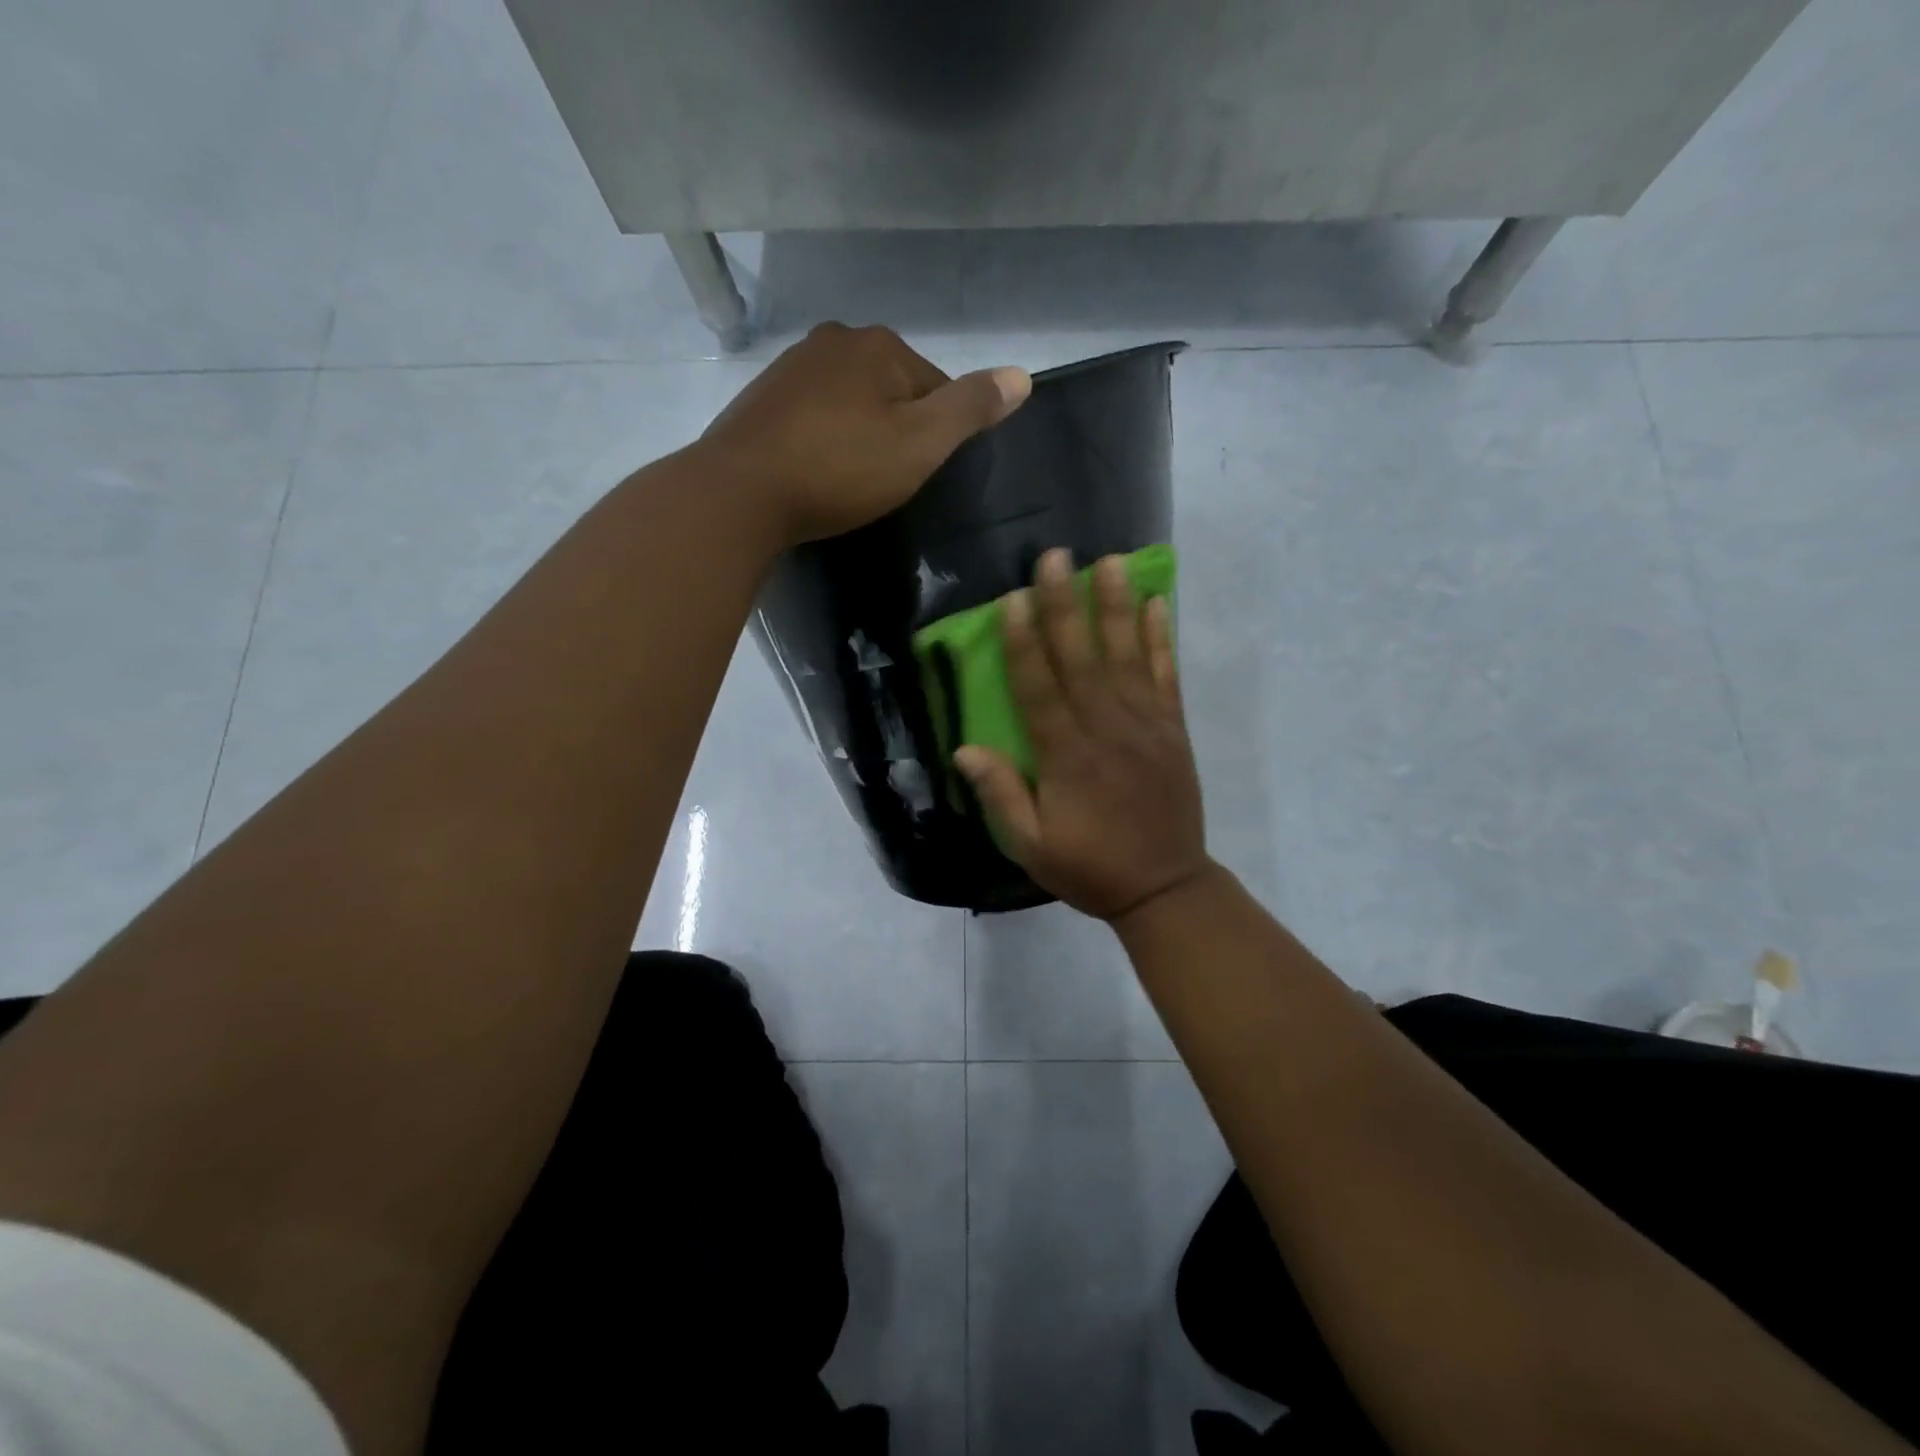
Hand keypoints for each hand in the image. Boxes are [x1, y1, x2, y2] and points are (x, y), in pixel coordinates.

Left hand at [697, 322, 1029, 546]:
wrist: (741, 492)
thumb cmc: (841, 469)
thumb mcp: (920, 444)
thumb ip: (971, 409)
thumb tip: (1023, 375)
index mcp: (880, 345)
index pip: (937, 385)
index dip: (940, 433)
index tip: (924, 473)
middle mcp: (835, 339)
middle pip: (892, 389)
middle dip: (898, 429)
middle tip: (888, 481)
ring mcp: (793, 366)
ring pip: (851, 400)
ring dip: (861, 433)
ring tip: (853, 480)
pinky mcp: (763, 397)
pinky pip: (815, 415)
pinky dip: (825, 438)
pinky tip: (819, 470)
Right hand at [954, 549, 1213, 921]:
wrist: (1165, 887)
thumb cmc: (1090, 867)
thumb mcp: (1032, 846)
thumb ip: (1000, 796)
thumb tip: (964, 748)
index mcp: (1067, 758)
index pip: (1039, 690)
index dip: (1024, 644)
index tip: (1013, 600)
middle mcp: (1106, 731)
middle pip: (1082, 660)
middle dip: (1066, 606)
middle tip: (1056, 557)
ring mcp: (1146, 727)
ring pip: (1128, 658)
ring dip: (1117, 607)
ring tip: (1111, 561)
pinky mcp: (1173, 731)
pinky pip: (1167, 677)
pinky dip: (1162, 640)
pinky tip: (1158, 604)